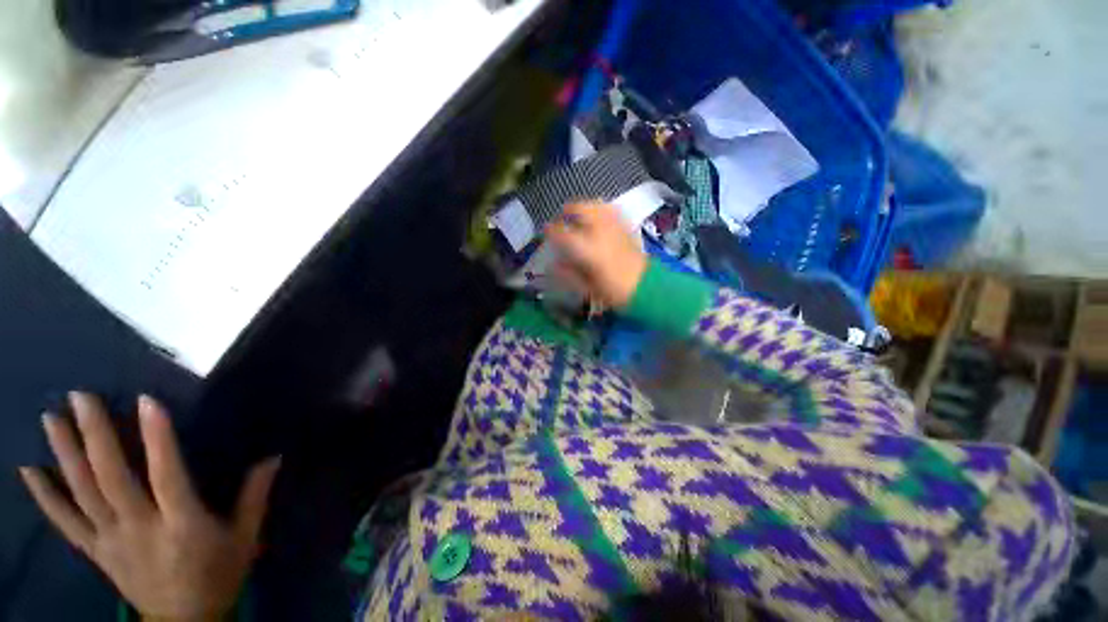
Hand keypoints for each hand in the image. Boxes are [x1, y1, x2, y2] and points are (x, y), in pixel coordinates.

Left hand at [19, 393, 280, 621]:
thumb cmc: (219, 575)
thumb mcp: (246, 538)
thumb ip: (255, 496)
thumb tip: (273, 456)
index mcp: (182, 524)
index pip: (166, 474)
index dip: (157, 438)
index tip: (146, 401)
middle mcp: (140, 528)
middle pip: (112, 478)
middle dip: (95, 435)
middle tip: (79, 397)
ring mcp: (112, 541)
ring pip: (82, 493)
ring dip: (64, 455)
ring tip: (50, 418)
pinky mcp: (96, 552)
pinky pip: (66, 522)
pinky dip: (45, 496)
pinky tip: (28, 470)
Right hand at [545, 202, 647, 308]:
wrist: (646, 287)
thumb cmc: (614, 291)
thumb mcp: (588, 288)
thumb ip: (569, 274)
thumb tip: (554, 264)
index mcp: (588, 250)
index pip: (563, 233)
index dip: (551, 230)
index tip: (545, 230)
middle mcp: (601, 232)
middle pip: (580, 210)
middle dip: (567, 211)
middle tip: (561, 218)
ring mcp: (615, 227)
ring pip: (596, 204)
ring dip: (584, 206)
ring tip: (577, 215)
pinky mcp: (626, 226)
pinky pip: (611, 209)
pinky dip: (600, 208)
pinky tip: (597, 216)